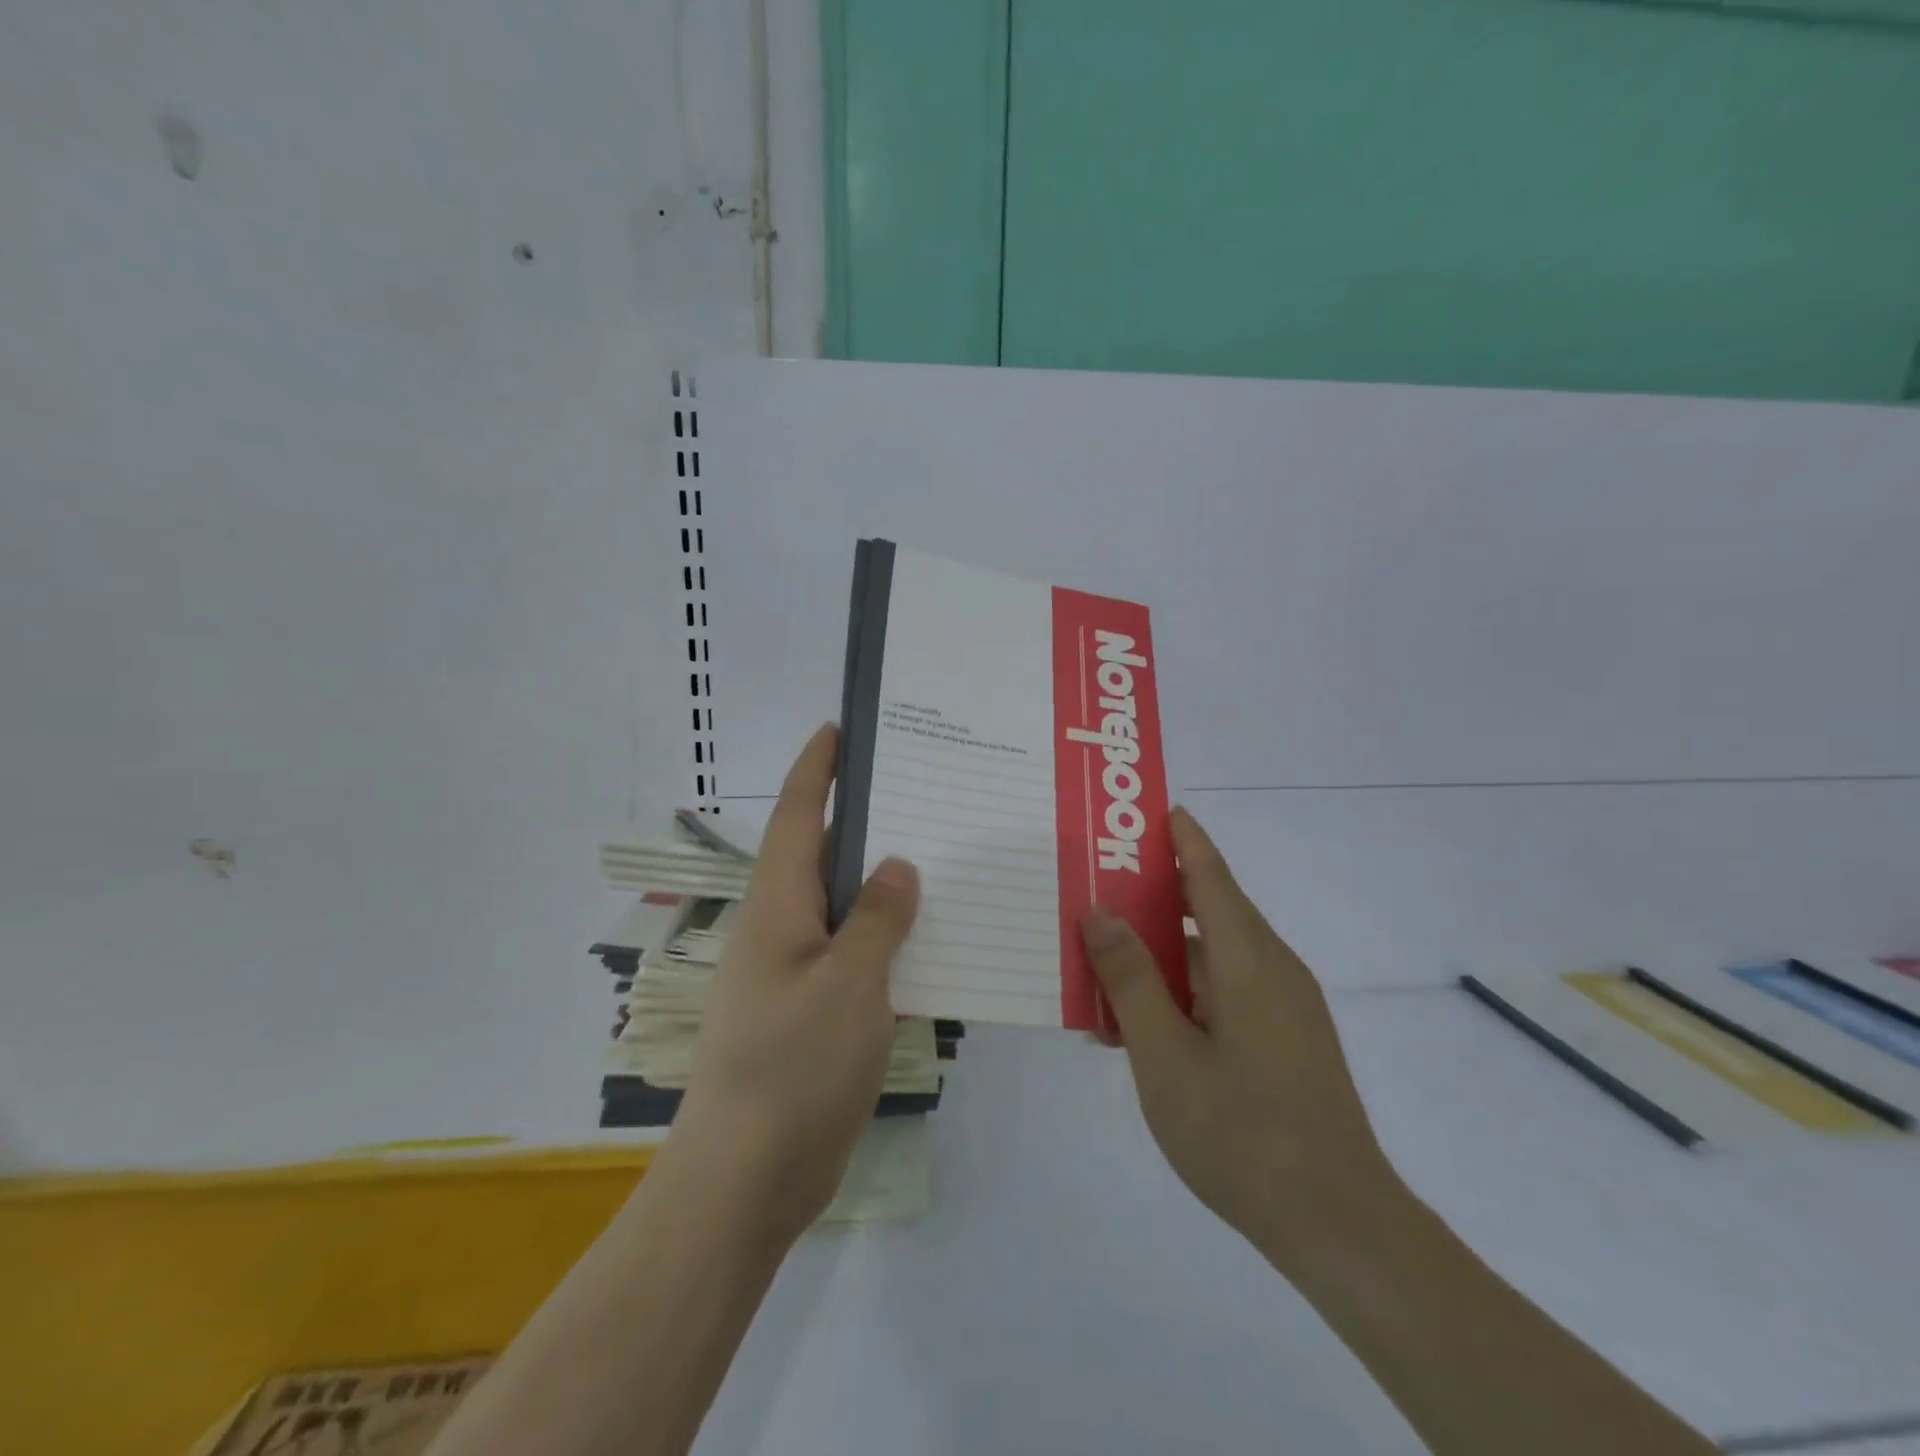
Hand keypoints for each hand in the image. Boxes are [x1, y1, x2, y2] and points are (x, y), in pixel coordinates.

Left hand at [666, 725, 919, 1243]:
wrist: (747, 1177)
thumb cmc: (794, 1064)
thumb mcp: (849, 982)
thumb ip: (877, 918)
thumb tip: (896, 864)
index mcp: (778, 905)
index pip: (797, 816)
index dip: (816, 769)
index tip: (839, 728)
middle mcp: (781, 927)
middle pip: (822, 853)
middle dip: (860, 815)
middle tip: (917, 785)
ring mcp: (794, 972)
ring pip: (843, 905)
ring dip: (879, 879)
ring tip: (935, 851)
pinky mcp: (811, 1011)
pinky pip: (854, 952)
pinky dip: (886, 934)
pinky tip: (928, 937)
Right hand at [1081, 807, 1397, 1271]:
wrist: (1339, 1226)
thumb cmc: (1243, 1134)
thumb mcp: (1164, 1056)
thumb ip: (1130, 979)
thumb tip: (1100, 912)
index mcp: (1250, 960)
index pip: (1210, 874)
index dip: (1181, 837)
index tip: (1149, 808)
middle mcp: (1272, 970)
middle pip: (1207, 911)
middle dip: (1153, 895)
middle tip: (1097, 884)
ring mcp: (1283, 1008)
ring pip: (1211, 958)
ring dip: (1160, 955)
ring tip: (1102, 963)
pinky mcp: (1284, 1039)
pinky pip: (1224, 993)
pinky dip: (1181, 992)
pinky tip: (1140, 1023)